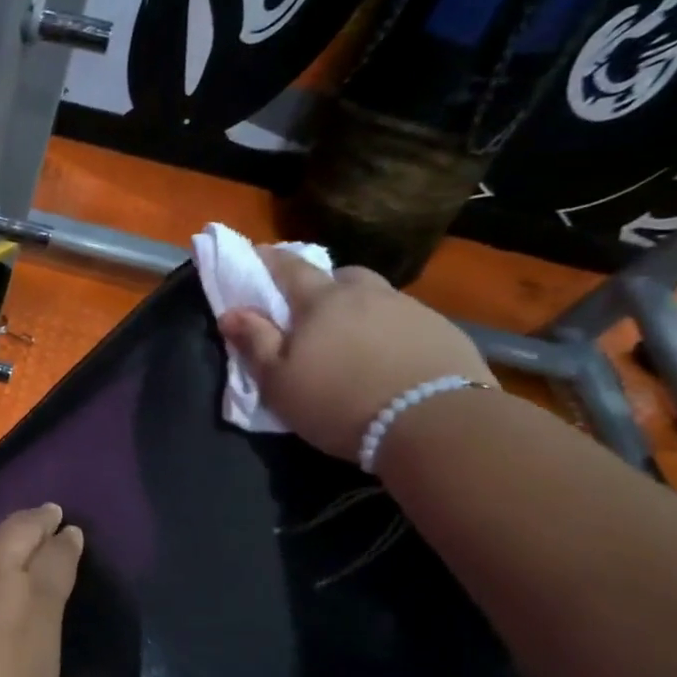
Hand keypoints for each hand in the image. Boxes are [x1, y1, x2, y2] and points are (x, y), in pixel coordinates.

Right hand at [219, 250, 496, 461]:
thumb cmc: (339, 402)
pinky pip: (407, 322)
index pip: (289, 267)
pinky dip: (392, 332)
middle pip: (341, 276)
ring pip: (377, 298)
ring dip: (361, 309)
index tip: (255, 253)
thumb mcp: (279, 381)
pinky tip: (390, 359)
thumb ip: (255, 342)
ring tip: (355, 340)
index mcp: (322, 301)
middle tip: (313, 310)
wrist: (435, 423)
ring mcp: (411, 310)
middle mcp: (367, 294)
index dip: (269, 259)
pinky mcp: (445, 332)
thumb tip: (231, 312)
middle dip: (324, 285)